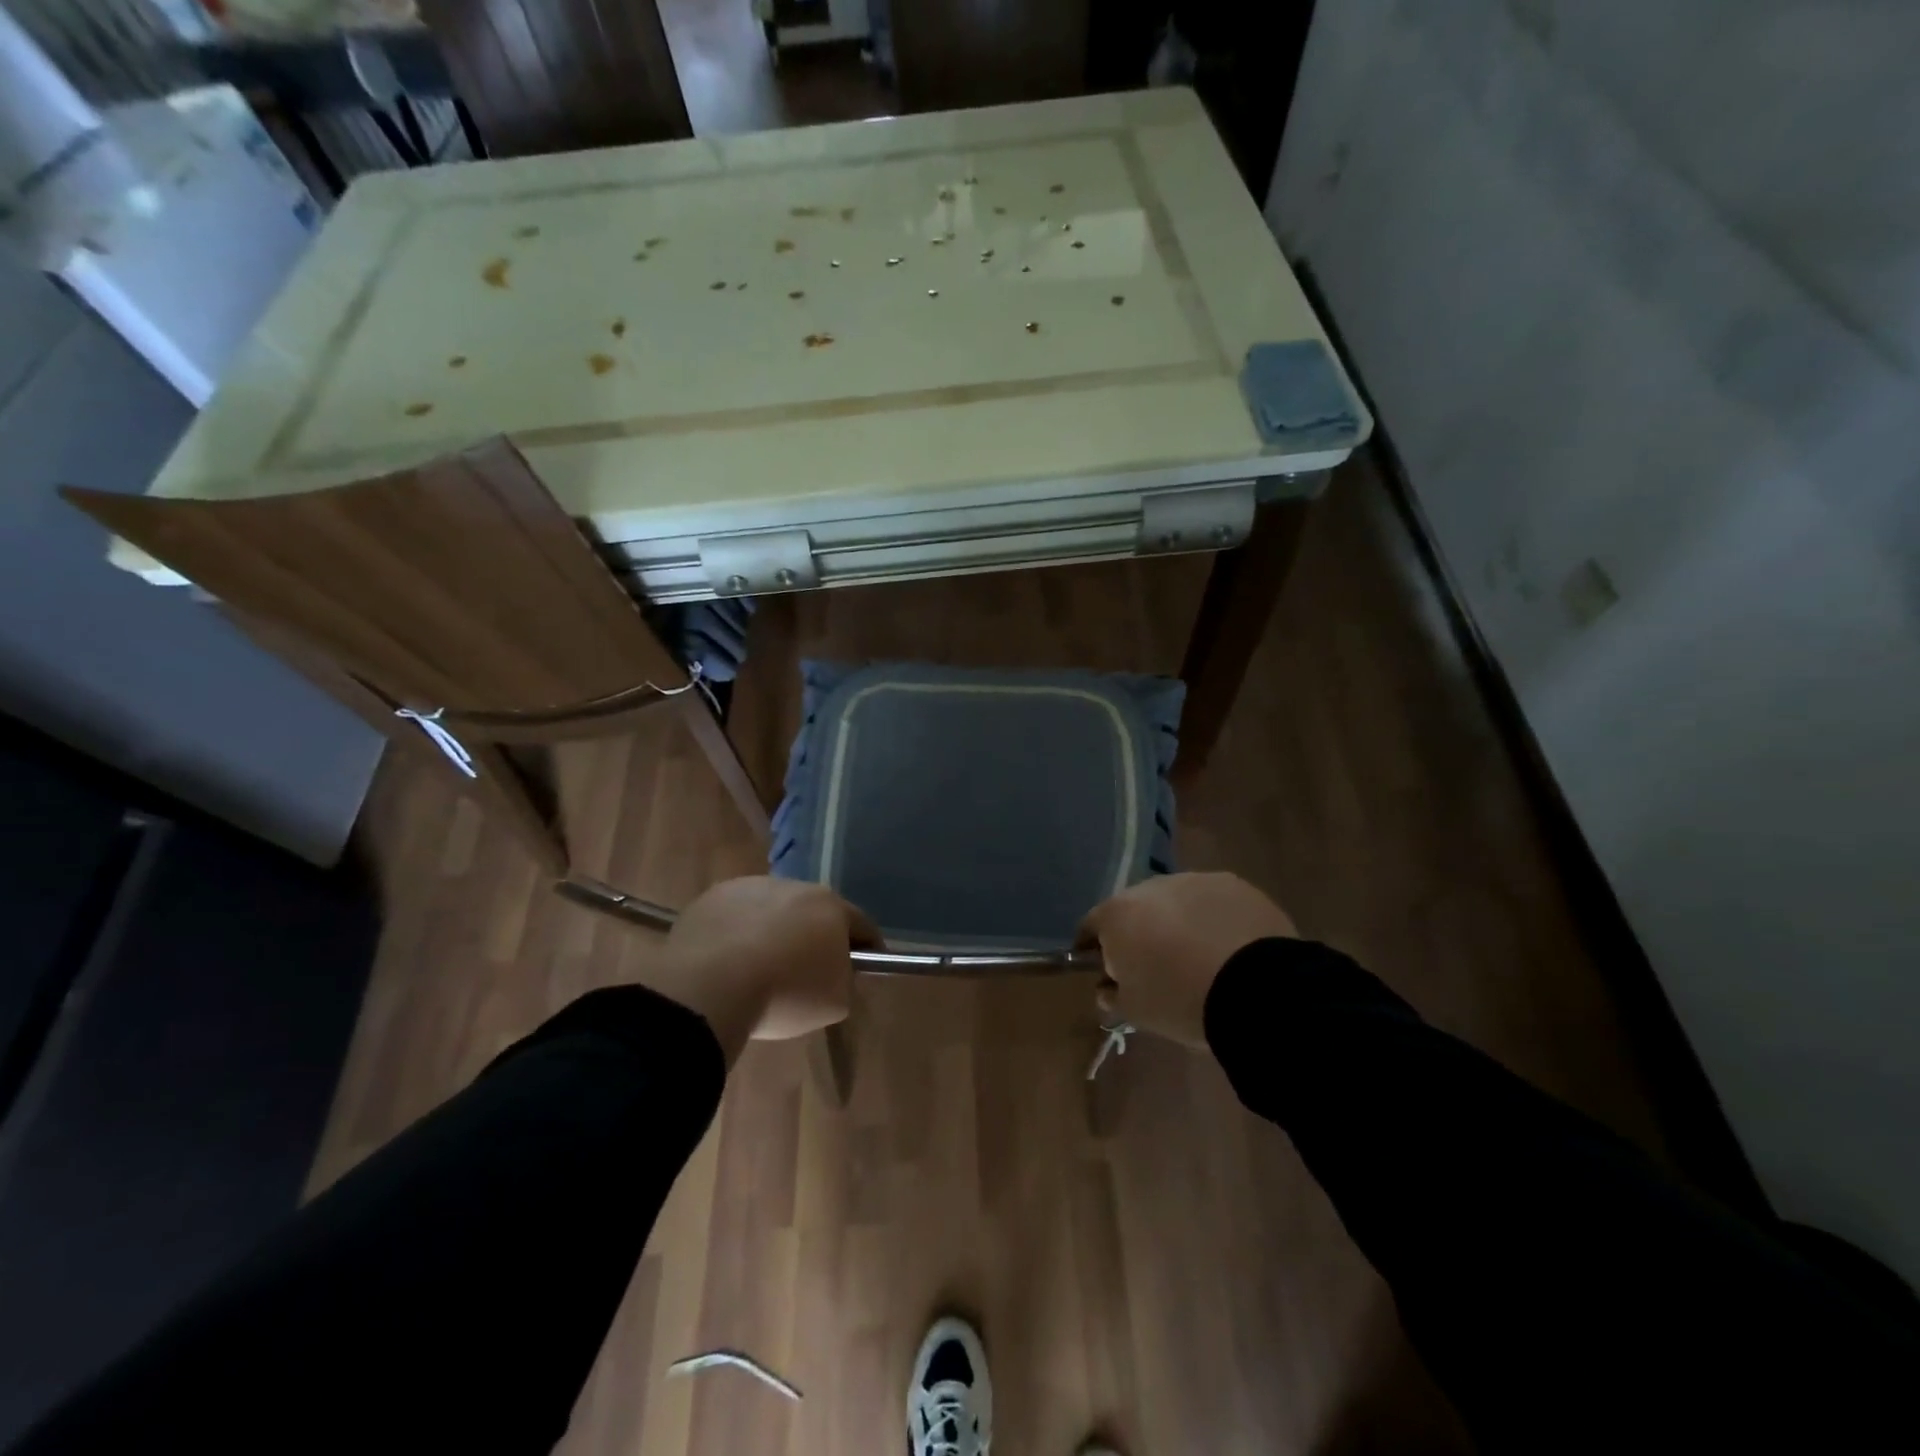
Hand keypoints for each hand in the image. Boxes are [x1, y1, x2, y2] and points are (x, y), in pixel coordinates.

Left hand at [638, 877, 880, 1063]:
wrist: (708, 987)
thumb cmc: (784, 995)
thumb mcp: (836, 1002)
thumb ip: (845, 981)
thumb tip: (837, 973)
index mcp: (831, 906)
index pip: (860, 925)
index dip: (865, 948)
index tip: (862, 967)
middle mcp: (794, 886)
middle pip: (813, 911)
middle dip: (814, 935)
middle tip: (806, 970)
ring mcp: (750, 887)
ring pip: (771, 909)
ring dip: (772, 930)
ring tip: (758, 967)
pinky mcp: (713, 897)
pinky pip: (735, 915)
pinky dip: (737, 933)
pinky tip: (727, 962)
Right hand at [1077, 873, 1297, 1046]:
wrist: (1256, 988)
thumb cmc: (1180, 999)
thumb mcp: (1135, 1011)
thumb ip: (1113, 995)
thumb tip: (1108, 987)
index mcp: (1117, 913)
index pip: (1090, 927)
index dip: (1094, 950)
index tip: (1106, 972)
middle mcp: (1150, 886)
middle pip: (1135, 909)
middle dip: (1139, 932)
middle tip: (1155, 966)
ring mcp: (1194, 880)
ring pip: (1175, 902)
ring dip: (1177, 922)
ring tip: (1198, 957)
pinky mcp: (1233, 884)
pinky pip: (1212, 902)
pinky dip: (1212, 920)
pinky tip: (1228, 948)